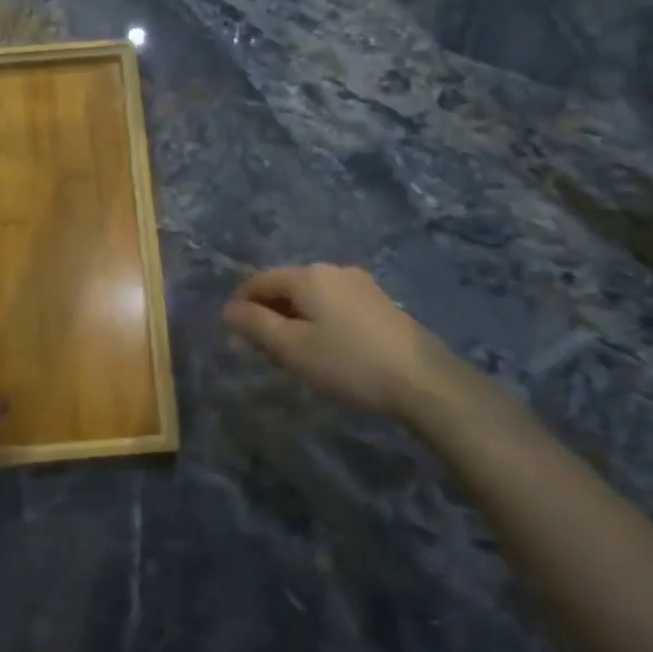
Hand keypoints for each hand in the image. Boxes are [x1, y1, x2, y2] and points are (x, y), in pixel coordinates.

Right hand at [223, 264, 456, 418]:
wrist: (424, 381)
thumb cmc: (348, 363)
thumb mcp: (292, 348)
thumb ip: (255, 325)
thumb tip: (228, 308)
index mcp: (308, 275)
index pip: (259, 280)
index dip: (241, 304)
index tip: (236, 336)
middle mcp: (334, 270)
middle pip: (287, 286)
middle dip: (269, 313)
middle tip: (264, 351)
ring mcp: (361, 285)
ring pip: (312, 297)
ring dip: (294, 319)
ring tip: (294, 354)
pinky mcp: (380, 303)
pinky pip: (335, 305)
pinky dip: (319, 321)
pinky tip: (327, 350)